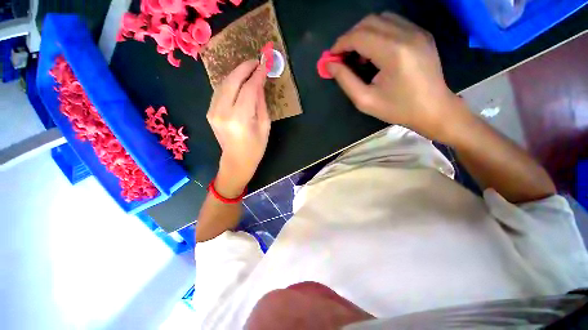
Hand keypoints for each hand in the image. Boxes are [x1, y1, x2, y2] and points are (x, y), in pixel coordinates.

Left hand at [207, 60, 269, 196]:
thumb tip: (259, 84)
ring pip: (223, 83)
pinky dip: (229, 83)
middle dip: (244, 68)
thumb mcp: (264, 127)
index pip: (248, 89)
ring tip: (248, 69)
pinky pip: (219, 91)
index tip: (265, 65)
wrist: (236, 161)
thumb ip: (261, 104)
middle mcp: (223, 112)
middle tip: (256, 61)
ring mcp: (213, 111)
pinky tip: (238, 81)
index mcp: (240, 119)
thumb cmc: (255, 148)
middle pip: (232, 81)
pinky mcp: (210, 112)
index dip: (257, 75)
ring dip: (236, 73)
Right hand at [329, 13, 466, 141]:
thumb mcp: (365, 100)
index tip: (330, 57)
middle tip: (342, 57)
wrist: (433, 109)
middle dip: (350, 37)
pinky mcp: (422, 34)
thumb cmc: (397, 109)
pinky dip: (377, 33)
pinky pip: (394, 23)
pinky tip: (374, 52)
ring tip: (357, 55)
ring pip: (381, 19)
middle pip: (369, 22)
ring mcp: (417, 31)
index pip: (359, 36)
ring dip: (363, 33)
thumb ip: (345, 80)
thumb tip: (329, 65)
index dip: (340, 44)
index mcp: (393, 53)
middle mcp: (407, 34)